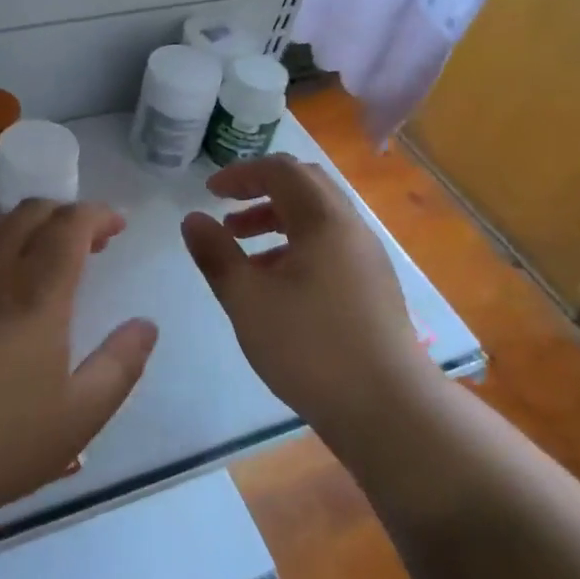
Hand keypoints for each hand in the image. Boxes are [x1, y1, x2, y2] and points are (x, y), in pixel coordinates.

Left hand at [0, 200, 158, 532]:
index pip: (70, 226)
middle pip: (30, 213)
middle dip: (65, 213)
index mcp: (38, 294)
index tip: (117, 225)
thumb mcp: (80, 416)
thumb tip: (146, 325)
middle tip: (88, 241)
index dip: (97, 215)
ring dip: (27, 222)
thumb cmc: (0, 441)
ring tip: (43, 250)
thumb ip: (120, 365)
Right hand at [181, 155, 429, 439]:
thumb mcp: (247, 300)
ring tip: (242, 248)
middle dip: (261, 191)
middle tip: (227, 212)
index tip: (210, 192)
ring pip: (318, 218)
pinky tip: (275, 282)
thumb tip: (193, 219)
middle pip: (305, 186)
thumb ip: (216, 255)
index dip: (241, 173)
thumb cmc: (309, 347)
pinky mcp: (372, 286)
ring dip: (277, 220)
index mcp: (323, 220)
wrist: (387, 408)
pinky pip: (330, 244)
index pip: (281, 170)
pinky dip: (296, 245)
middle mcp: (351, 227)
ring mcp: (366, 257)